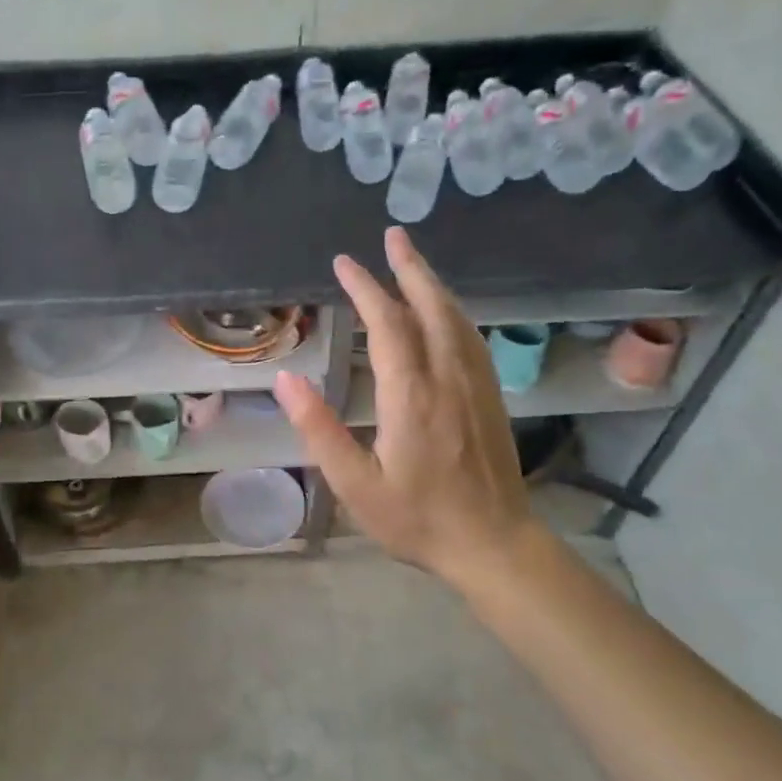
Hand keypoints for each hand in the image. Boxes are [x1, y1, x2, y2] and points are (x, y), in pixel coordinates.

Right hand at [273, 227, 532, 590]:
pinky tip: (446, 312)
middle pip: (430, 308)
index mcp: (412, 396)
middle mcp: (448, 378)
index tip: (345, 263)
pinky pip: (471, 338)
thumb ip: (320, 429)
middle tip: (392, 236)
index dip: (366, 289)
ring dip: (433, 285)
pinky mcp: (492, 397)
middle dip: (409, 268)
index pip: (388, 326)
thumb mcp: (356, 485)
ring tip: (413, 261)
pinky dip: (453, 312)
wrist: (494, 545)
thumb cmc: (418, 520)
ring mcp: (477, 385)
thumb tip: (287, 379)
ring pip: (456, 319)